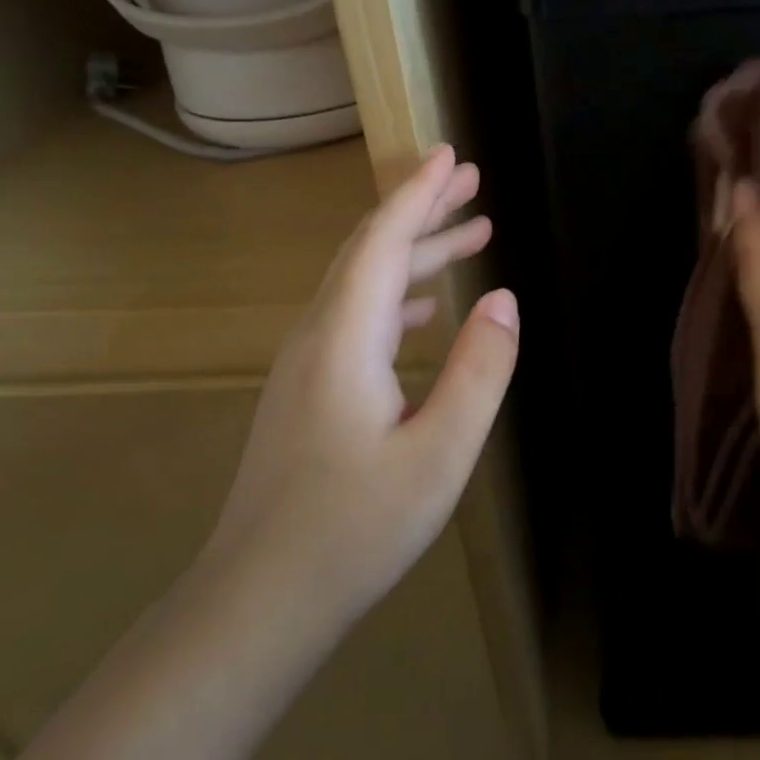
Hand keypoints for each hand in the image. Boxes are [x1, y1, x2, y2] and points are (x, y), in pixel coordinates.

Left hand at [204, 144, 519, 628]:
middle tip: (472, 181)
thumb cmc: (353, 530)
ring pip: (363, 283)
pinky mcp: (308, 391)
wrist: (256, 604)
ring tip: (470, 235)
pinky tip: (427, 309)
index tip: (452, 156)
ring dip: (415, 253)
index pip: (384, 241)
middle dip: (421, 209)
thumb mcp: (439, 455)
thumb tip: (503, 300)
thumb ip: (478, 372)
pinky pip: (357, 317)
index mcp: (345, 338)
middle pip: (370, 250)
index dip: (419, 193)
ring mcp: (307, 364)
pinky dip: (397, 294)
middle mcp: (318, 336)